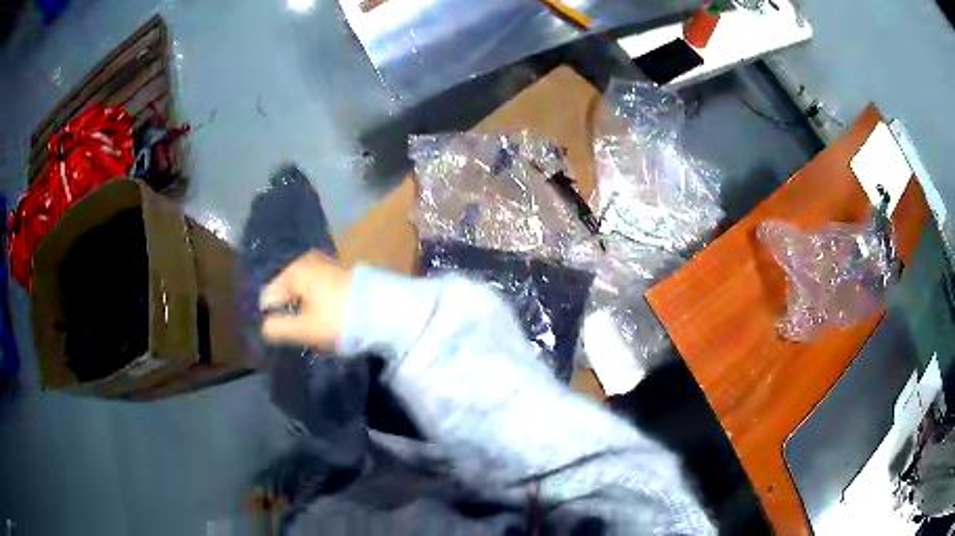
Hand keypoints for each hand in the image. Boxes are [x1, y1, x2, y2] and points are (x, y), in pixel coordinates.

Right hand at [259, 251, 352, 349]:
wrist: (385, 310)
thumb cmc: (339, 319)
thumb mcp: (304, 329)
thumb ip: (278, 328)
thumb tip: (264, 327)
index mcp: (294, 270)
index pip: (269, 296)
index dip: (275, 318)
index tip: (289, 334)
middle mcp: (307, 261)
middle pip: (287, 294)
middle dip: (292, 314)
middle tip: (304, 332)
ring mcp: (325, 265)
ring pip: (304, 294)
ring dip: (307, 312)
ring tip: (318, 329)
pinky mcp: (341, 274)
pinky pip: (319, 293)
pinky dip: (320, 306)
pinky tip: (330, 319)